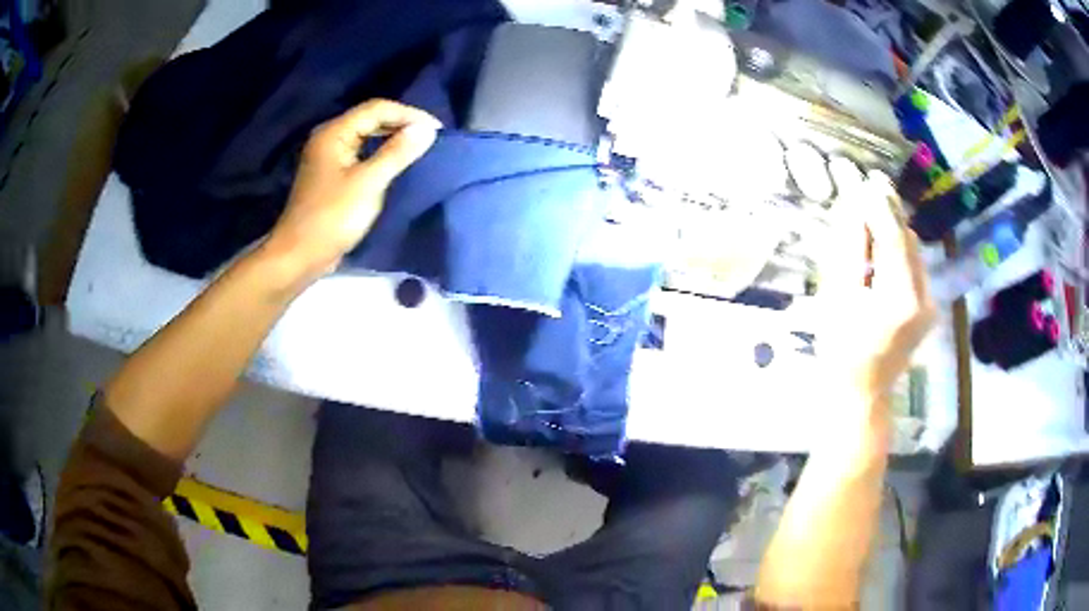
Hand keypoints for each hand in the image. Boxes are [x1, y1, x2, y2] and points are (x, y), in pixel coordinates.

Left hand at [264, 99, 440, 278]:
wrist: (300, 255)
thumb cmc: (332, 218)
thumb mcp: (368, 183)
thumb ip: (397, 153)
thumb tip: (427, 129)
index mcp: (334, 133)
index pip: (376, 108)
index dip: (409, 114)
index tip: (438, 130)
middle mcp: (329, 137)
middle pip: (370, 118)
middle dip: (402, 124)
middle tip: (431, 138)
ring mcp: (329, 157)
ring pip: (366, 136)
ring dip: (392, 138)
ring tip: (419, 147)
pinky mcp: (331, 174)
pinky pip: (361, 153)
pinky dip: (380, 153)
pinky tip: (397, 162)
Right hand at [818, 161, 936, 408]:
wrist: (862, 392)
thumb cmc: (841, 350)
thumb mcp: (839, 298)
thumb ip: (851, 250)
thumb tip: (856, 208)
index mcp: (900, 299)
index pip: (894, 237)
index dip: (880, 205)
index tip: (866, 178)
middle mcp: (923, 298)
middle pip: (908, 240)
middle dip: (888, 212)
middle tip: (868, 187)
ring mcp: (929, 304)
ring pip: (913, 251)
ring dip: (892, 230)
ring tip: (870, 215)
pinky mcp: (928, 308)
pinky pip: (914, 266)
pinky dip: (898, 250)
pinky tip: (881, 247)